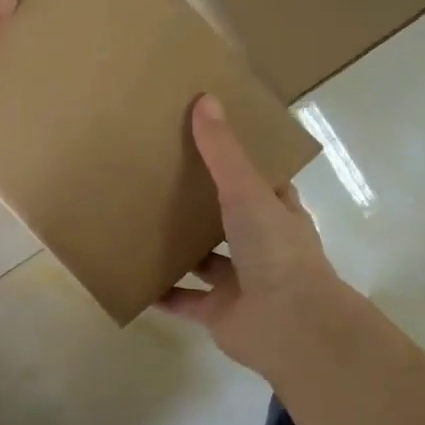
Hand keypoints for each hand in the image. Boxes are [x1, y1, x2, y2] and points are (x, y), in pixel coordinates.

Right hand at [158, 95, 364, 377]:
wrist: (290, 325)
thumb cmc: (275, 250)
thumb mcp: (247, 191)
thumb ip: (223, 153)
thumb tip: (206, 99)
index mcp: (277, 214)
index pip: (259, 183)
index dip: (237, 164)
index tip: (206, 144)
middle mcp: (261, 247)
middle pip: (228, 221)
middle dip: (201, 206)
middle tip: (160, 180)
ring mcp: (240, 282)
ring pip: (204, 262)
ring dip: (179, 250)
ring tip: (140, 224)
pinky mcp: (218, 313)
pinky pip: (183, 300)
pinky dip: (161, 292)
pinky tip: (134, 276)